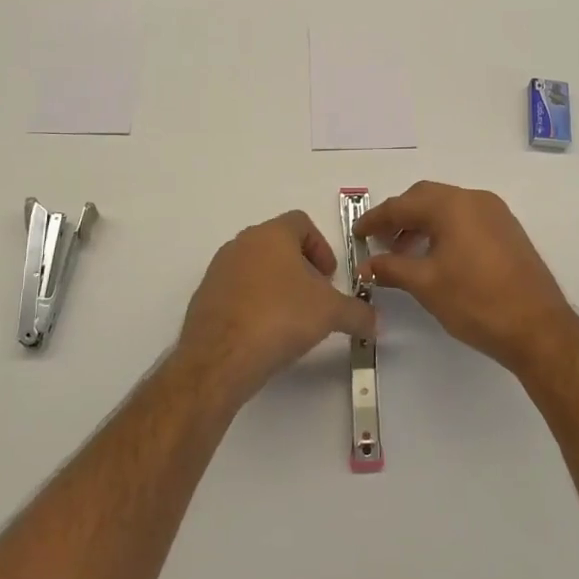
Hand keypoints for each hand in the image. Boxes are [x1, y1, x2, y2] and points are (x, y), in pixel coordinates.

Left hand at [178, 210, 376, 405]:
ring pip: (256, 267)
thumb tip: (374, 322)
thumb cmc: (280, 317)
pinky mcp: (204, 297)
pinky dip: (253, 304)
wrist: (221, 356)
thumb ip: (357, 313)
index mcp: (272, 234)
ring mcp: (219, 269)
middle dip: (301, 268)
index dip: (321, 247)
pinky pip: (236, 291)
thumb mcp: (331, 313)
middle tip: (315, 298)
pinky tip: (264, 333)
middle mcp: (242, 243)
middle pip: (278, 245)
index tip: (329, 277)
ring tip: (290, 319)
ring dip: (276, 286)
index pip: (301, 222)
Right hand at [355, 182, 578, 371]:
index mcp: (452, 205)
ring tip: (403, 253)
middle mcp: (475, 199)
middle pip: (426, 198)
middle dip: (399, 216)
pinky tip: (436, 256)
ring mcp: (496, 213)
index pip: (402, 205)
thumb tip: (365, 265)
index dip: (376, 219)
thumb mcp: (426, 285)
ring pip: (448, 207)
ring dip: (422, 223)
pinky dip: (444, 229)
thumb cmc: (476, 302)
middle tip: (378, 240)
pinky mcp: (508, 231)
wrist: (538, 328)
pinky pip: (466, 218)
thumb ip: (391, 268)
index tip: (357, 234)